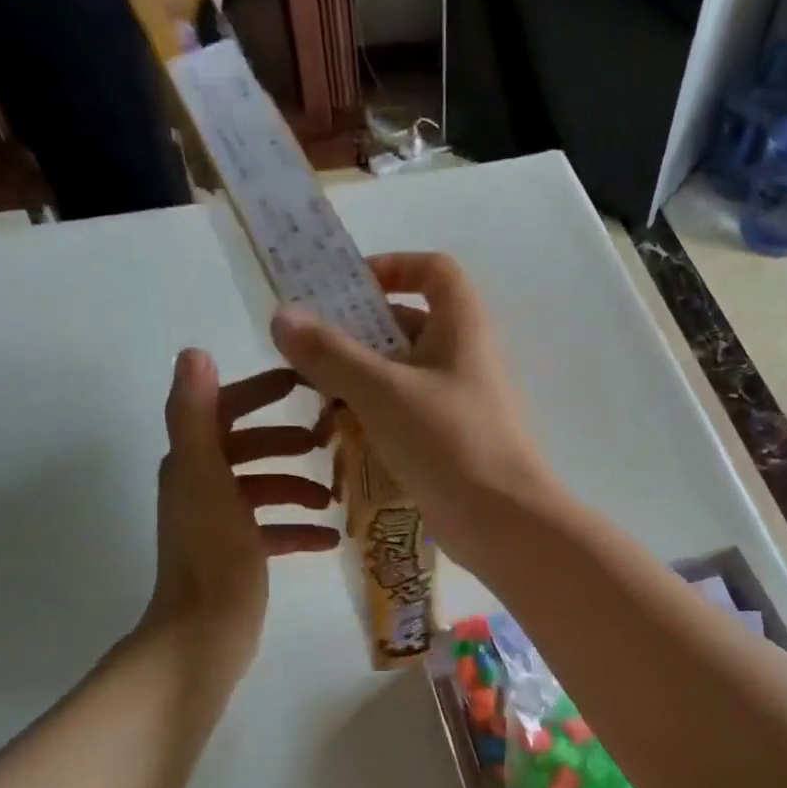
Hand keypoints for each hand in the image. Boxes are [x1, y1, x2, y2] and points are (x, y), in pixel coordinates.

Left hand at [135, 350, 338, 675]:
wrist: (205, 634)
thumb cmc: (213, 553)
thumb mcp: (206, 477)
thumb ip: (196, 415)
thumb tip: (193, 353)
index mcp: (191, 464)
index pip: (220, 409)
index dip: (257, 391)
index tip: (300, 382)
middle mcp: (201, 487)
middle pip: (246, 448)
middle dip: (285, 442)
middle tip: (327, 440)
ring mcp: (220, 523)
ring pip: (263, 489)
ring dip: (297, 486)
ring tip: (332, 496)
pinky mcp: (238, 555)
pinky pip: (272, 530)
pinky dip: (298, 529)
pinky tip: (330, 539)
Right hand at [268, 253, 559, 568]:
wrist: (504, 521)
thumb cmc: (448, 441)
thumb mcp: (382, 391)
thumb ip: (330, 353)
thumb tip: (283, 316)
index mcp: (462, 326)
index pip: (434, 270)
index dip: (393, 266)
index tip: (347, 288)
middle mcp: (466, 356)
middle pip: (409, 323)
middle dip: (358, 333)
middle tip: (310, 352)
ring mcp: (461, 401)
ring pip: (404, 373)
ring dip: (360, 379)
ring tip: (315, 398)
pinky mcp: (453, 439)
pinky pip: (409, 413)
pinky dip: (377, 415)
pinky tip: (341, 436)